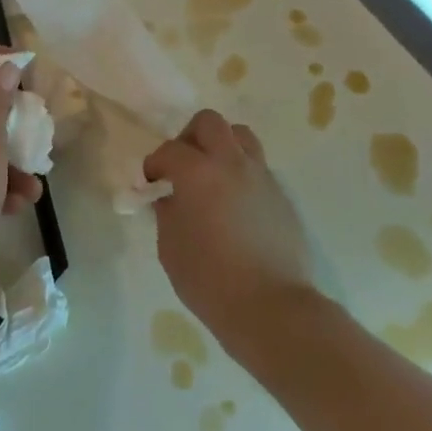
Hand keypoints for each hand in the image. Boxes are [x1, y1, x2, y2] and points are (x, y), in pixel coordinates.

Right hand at [144, 111, 317, 344]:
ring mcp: (262, 177)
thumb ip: (167, 211)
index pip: (169, 150)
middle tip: (182, 167)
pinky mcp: (281, 195)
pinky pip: (257, 167)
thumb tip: (169, 196)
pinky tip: (233, 206)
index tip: (150, 184)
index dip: (154, 164)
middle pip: (209, 123)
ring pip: (240, 137)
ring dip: (220, 147)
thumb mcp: (170, 246)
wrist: (271, 307)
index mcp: (198, 173)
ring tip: (211, 178)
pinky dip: (240, 173)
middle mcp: (232, 164)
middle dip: (189, 138)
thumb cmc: (209, 279)